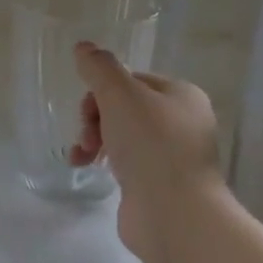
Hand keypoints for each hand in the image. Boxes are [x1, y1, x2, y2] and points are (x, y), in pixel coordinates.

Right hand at [71, 42, 227, 262]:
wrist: (173, 214)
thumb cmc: (151, 146)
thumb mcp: (120, 95)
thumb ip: (99, 68)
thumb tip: (83, 47)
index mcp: (181, 95)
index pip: (131, 79)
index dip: (101, 91)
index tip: (87, 111)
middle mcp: (181, 121)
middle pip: (123, 106)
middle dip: (95, 117)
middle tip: (87, 137)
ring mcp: (171, 154)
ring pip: (121, 133)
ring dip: (93, 139)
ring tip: (82, 156)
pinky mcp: (158, 182)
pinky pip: (125, 161)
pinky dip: (104, 161)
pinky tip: (87, 168)